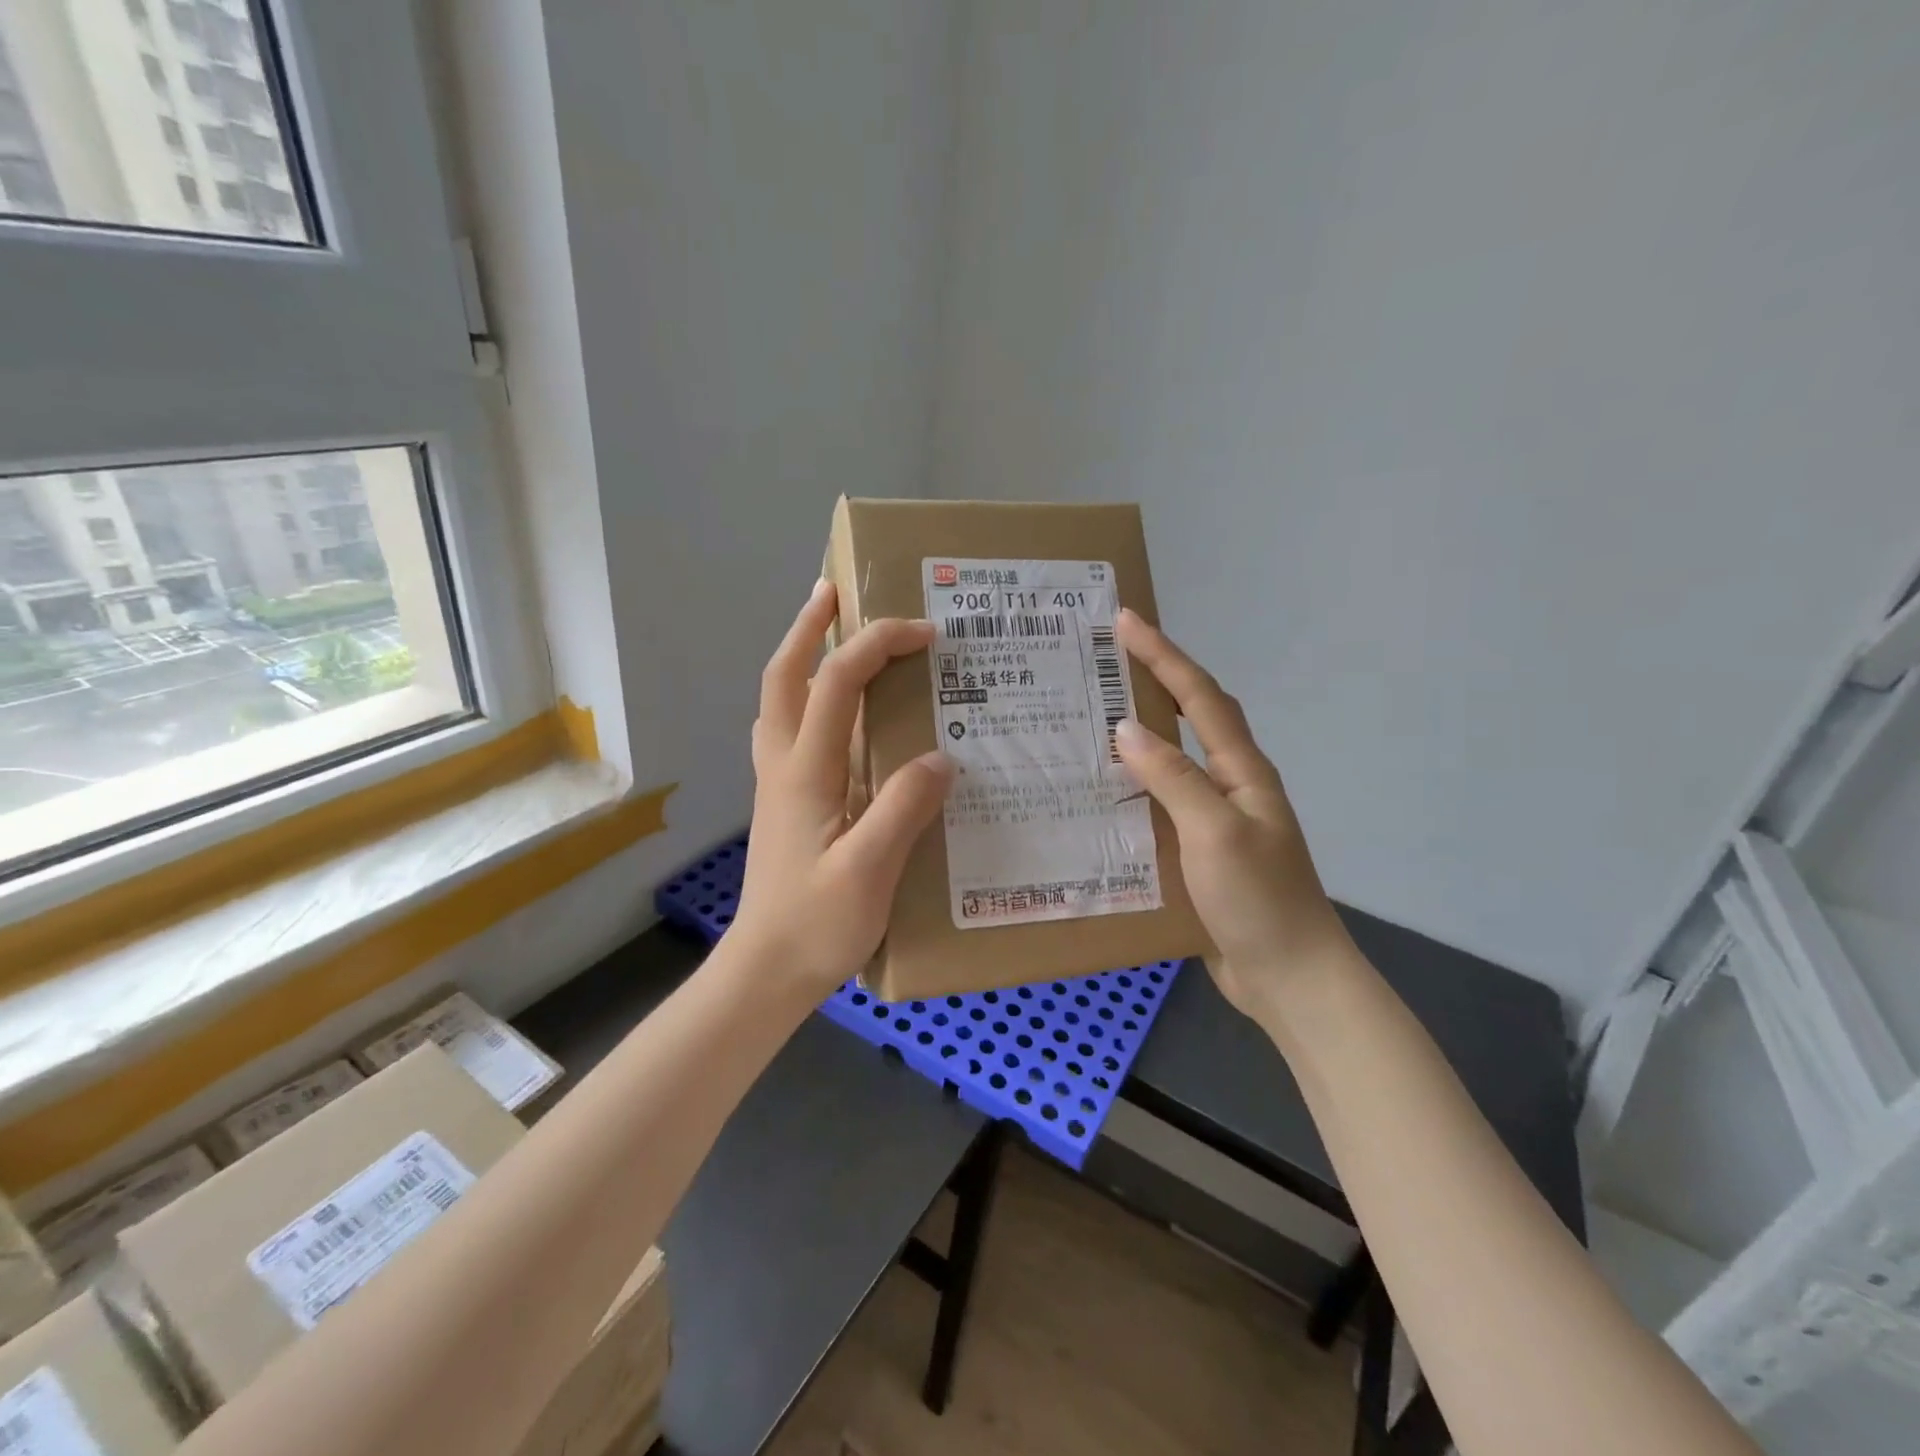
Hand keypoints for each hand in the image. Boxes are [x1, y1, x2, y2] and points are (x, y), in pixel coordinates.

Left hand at [730, 580, 954, 999]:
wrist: (766, 971)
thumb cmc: (816, 925)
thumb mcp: (869, 871)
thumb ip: (903, 808)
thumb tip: (941, 756)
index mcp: (804, 772)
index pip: (836, 684)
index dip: (877, 646)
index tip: (926, 635)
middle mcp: (783, 765)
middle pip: (783, 676)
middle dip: (808, 627)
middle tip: (834, 592)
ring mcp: (778, 782)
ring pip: (780, 700)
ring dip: (801, 656)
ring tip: (832, 634)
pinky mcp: (785, 801)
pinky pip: (791, 730)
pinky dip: (807, 698)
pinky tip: (836, 712)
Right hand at [1113, 609, 1349, 1018]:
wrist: (1290, 977)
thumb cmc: (1259, 900)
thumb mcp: (1214, 833)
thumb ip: (1172, 779)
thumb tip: (1126, 728)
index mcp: (1242, 771)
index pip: (1200, 697)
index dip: (1163, 655)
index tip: (1125, 620)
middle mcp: (1230, 785)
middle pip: (1191, 716)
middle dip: (1154, 679)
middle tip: (1104, 659)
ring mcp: (1215, 818)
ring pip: (1172, 760)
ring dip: (1139, 732)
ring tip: (1091, 716)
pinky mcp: (1198, 850)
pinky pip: (1160, 803)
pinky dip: (1132, 786)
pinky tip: (1101, 793)